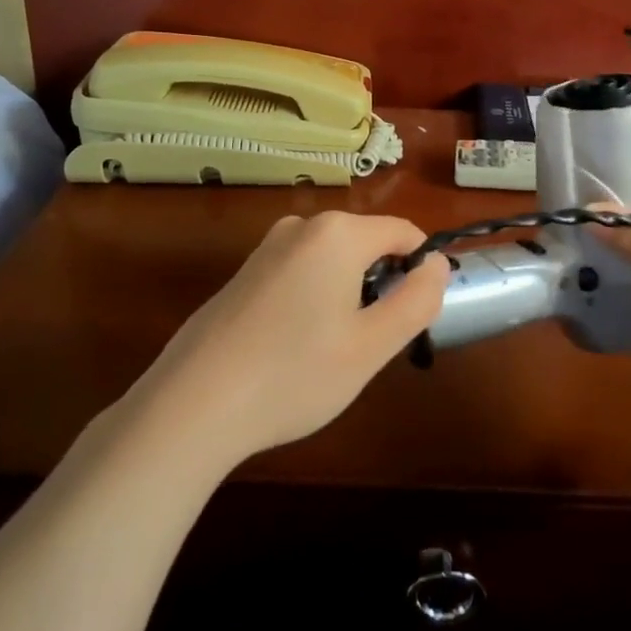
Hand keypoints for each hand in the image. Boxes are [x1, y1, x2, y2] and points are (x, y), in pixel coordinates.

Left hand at [134, 211, 448, 467]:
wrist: (192, 404)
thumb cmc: (294, 374)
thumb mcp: (372, 345)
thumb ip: (417, 299)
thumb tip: (437, 263)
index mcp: (338, 233)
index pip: (403, 233)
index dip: (420, 270)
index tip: (414, 317)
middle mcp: (302, 226)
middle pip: (367, 245)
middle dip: (381, 285)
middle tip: (369, 343)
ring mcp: (267, 247)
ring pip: (333, 261)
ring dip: (348, 295)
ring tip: (330, 352)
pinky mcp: (244, 272)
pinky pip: (300, 273)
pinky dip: (314, 300)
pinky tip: (293, 349)